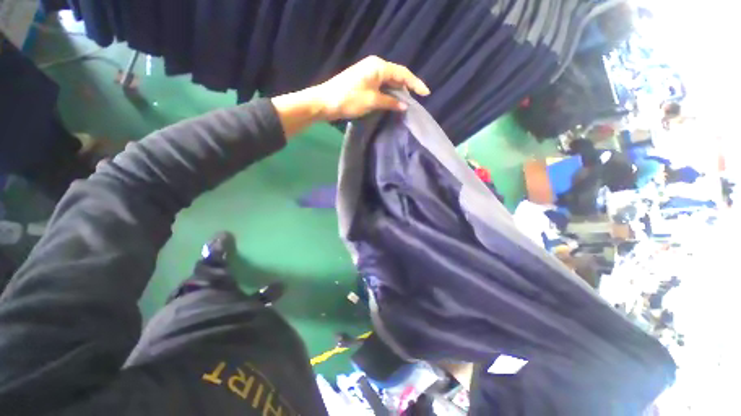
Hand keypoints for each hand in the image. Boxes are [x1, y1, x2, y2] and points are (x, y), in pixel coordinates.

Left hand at [271, 56, 428, 136]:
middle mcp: (374, 66)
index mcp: (378, 66)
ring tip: (406, 103)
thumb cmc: (349, 99)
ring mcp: (368, 73)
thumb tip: (404, 106)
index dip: (415, 84)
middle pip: (396, 76)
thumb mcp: (372, 101)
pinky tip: (392, 102)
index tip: (426, 93)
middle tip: (416, 101)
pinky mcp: (363, 82)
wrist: (325, 102)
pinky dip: (388, 94)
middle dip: (407, 88)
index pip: (402, 74)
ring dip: (397, 92)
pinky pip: (381, 86)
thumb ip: (390, 102)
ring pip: (388, 82)